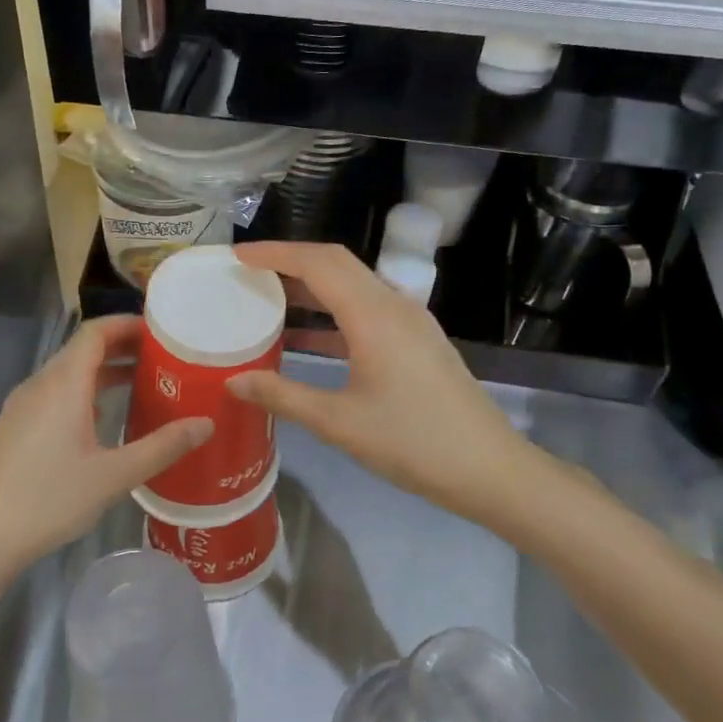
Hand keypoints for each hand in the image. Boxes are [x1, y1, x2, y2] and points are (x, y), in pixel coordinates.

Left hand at [0, 316, 210, 590]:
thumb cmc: (48, 500)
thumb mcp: (113, 476)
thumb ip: (161, 447)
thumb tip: (205, 424)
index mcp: (63, 384)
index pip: (95, 332)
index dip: (128, 324)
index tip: (163, 332)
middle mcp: (40, 385)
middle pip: (83, 349)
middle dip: (123, 347)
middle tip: (164, 359)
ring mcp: (23, 406)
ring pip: (68, 373)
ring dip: (105, 372)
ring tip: (143, 384)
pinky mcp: (15, 427)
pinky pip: (56, 394)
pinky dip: (86, 392)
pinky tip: (105, 419)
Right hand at [228, 242, 544, 532]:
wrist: (488, 467)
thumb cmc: (412, 442)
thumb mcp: (339, 422)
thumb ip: (283, 396)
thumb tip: (234, 381)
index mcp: (374, 315)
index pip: (318, 263)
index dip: (275, 254)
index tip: (238, 256)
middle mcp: (394, 305)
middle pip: (337, 263)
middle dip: (291, 261)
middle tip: (249, 272)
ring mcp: (412, 321)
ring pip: (354, 285)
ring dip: (314, 286)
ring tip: (271, 298)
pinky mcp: (419, 341)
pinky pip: (368, 308)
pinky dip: (333, 312)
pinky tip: (309, 339)